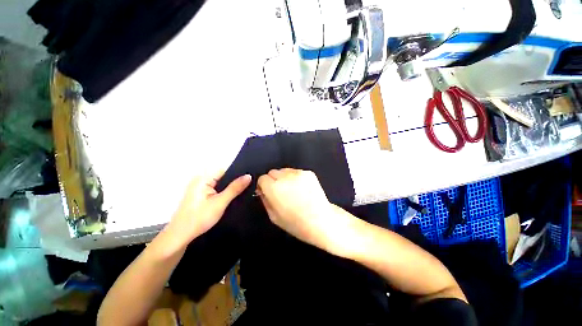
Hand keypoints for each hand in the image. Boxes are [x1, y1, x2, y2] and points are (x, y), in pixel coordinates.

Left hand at [165, 172, 250, 248]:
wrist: (181, 237)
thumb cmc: (199, 218)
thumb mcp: (220, 202)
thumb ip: (235, 188)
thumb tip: (248, 176)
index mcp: (203, 178)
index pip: (226, 170)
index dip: (238, 174)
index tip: (250, 179)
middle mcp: (201, 180)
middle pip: (223, 177)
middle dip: (235, 182)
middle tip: (249, 187)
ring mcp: (200, 188)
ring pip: (221, 184)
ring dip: (230, 189)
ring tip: (243, 192)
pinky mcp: (201, 195)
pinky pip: (217, 190)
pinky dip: (224, 193)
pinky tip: (231, 198)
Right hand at [257, 168, 349, 252]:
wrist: (321, 220)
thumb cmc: (295, 223)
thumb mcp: (273, 216)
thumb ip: (265, 200)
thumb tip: (262, 190)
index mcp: (273, 187)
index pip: (262, 178)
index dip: (264, 186)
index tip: (268, 192)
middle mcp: (285, 176)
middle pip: (273, 172)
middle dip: (273, 180)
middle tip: (281, 192)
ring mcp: (298, 173)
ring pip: (285, 170)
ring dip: (285, 178)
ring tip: (293, 190)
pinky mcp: (308, 173)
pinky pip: (297, 172)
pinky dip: (296, 178)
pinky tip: (302, 189)